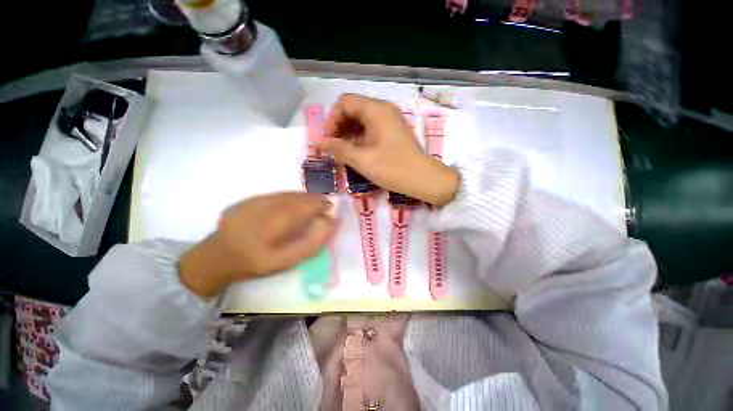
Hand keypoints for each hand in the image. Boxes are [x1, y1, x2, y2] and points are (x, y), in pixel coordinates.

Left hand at [178, 193, 334, 297]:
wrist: (219, 257)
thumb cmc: (257, 262)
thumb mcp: (288, 261)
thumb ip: (312, 243)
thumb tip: (330, 223)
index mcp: (268, 230)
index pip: (300, 208)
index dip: (317, 204)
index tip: (329, 206)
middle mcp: (258, 211)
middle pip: (293, 198)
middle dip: (312, 199)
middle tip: (322, 205)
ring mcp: (249, 203)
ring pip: (284, 194)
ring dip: (301, 198)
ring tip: (310, 205)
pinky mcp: (245, 200)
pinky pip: (274, 194)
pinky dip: (288, 197)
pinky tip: (291, 205)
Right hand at [316, 94, 459, 205]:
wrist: (423, 179)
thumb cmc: (393, 168)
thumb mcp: (362, 160)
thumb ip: (338, 149)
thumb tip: (318, 144)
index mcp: (376, 110)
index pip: (345, 103)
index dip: (332, 120)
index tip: (328, 141)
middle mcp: (383, 110)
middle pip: (353, 110)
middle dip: (339, 128)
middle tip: (332, 148)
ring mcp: (390, 121)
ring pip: (362, 121)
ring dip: (348, 134)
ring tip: (342, 153)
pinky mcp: (393, 132)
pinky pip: (371, 129)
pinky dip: (360, 139)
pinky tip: (356, 153)